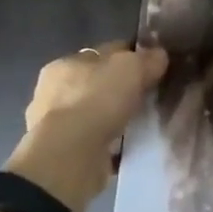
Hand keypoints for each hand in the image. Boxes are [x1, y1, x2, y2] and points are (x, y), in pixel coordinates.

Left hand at [5, 42, 167, 211]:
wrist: (70, 157)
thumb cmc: (96, 100)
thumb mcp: (131, 68)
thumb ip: (147, 59)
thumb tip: (159, 55)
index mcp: (64, 64)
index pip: (102, 53)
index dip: (129, 56)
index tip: (152, 66)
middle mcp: (53, 93)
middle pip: (97, 84)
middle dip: (120, 89)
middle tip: (149, 96)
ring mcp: (55, 127)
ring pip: (95, 114)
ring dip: (115, 117)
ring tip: (143, 123)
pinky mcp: (64, 155)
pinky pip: (96, 142)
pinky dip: (111, 142)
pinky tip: (131, 145)